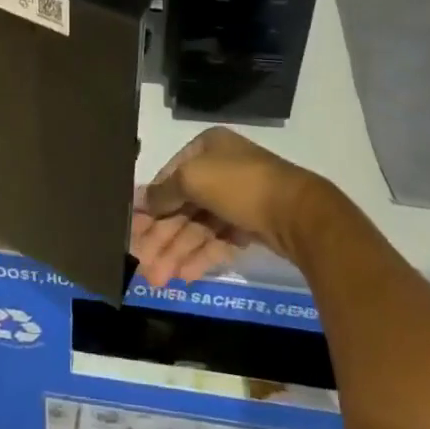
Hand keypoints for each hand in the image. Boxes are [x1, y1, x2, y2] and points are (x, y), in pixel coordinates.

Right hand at [131, 127, 331, 285]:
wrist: (298, 213)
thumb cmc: (239, 184)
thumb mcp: (193, 178)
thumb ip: (164, 190)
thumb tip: (139, 198)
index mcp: (206, 148)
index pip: (170, 176)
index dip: (150, 203)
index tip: (132, 230)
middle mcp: (220, 169)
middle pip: (183, 205)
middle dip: (163, 237)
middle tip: (144, 267)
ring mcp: (237, 198)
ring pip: (199, 226)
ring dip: (178, 252)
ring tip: (160, 280)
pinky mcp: (252, 225)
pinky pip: (219, 240)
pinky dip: (202, 257)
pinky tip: (185, 277)